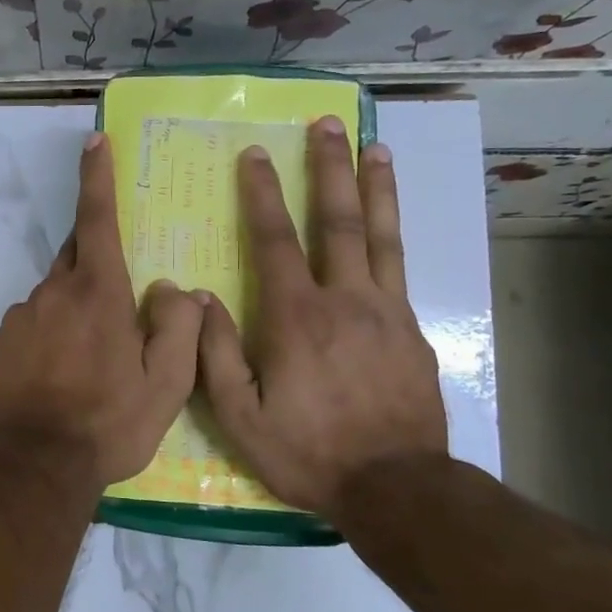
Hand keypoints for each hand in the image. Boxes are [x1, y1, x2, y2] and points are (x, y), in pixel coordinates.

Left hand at [0, 133, 203, 487]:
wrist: (38, 463)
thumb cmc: (110, 422)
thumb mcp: (167, 383)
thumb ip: (177, 327)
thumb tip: (172, 290)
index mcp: (97, 293)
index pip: (98, 219)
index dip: (97, 177)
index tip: (94, 141)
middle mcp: (52, 293)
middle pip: (76, 258)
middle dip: (96, 264)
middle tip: (115, 304)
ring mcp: (19, 318)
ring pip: (53, 298)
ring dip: (72, 312)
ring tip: (88, 363)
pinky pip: (29, 326)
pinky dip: (46, 338)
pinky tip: (56, 377)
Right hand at [197, 117, 446, 514]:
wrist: (396, 487)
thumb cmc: (307, 452)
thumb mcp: (240, 416)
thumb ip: (214, 353)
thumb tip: (199, 298)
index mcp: (296, 318)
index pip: (276, 241)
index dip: (263, 194)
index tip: (256, 155)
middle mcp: (345, 300)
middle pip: (339, 221)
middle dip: (329, 169)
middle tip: (328, 124)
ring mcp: (386, 312)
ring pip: (382, 236)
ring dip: (375, 187)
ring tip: (374, 146)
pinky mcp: (412, 331)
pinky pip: (400, 269)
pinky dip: (394, 234)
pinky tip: (390, 221)